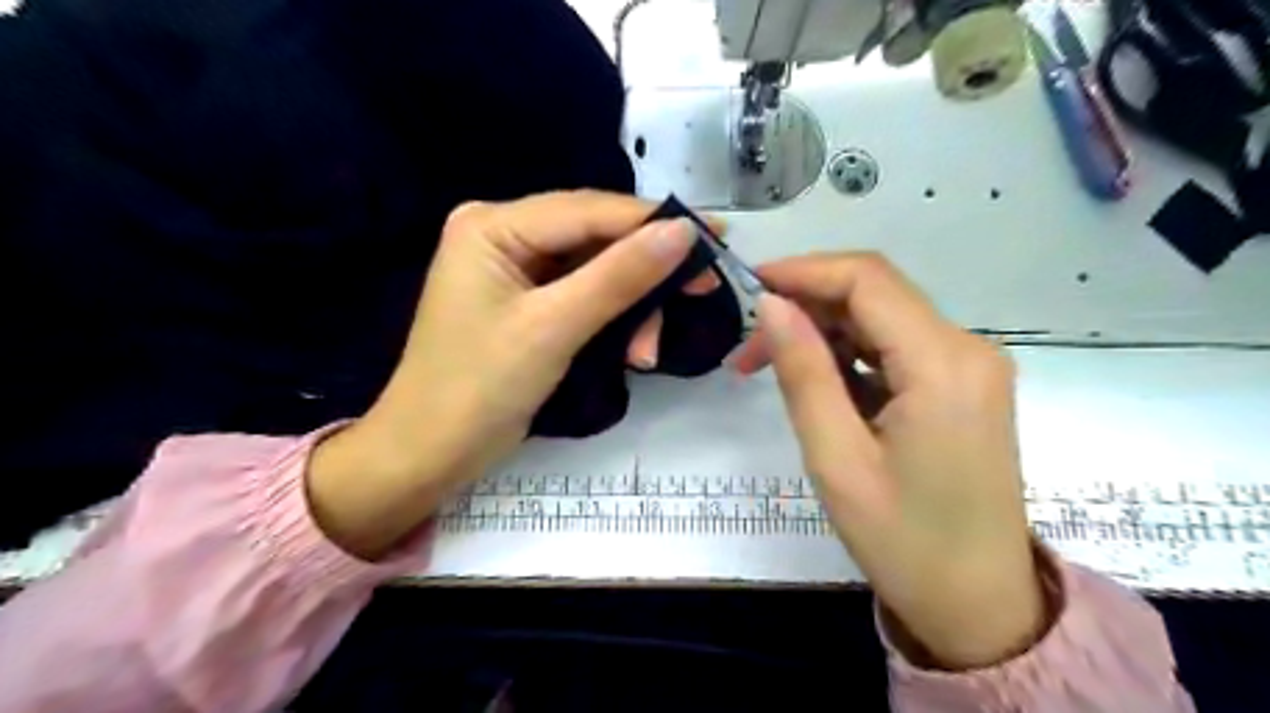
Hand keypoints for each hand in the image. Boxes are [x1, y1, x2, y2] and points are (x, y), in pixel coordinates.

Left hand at [309, 193, 704, 560]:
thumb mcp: (554, 328)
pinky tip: (632, 350)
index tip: (714, 239)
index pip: (589, 210)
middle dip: (644, 276)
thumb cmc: (479, 389)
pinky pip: (585, 296)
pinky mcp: (528, 303)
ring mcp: (516, 270)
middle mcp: (504, 234)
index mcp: (494, 225)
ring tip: (647, 353)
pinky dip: (613, 321)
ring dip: (632, 308)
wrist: (431, 455)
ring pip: (597, 271)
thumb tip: (683, 232)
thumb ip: (619, 276)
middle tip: (699, 296)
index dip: (655, 223)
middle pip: (596, 238)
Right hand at [729, 254, 1047, 667]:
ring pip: (881, 317)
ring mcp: (969, 366)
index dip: (803, 271)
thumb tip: (772, 305)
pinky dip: (848, 353)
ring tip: (768, 366)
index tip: (748, 286)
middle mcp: (967, 349)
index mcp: (944, 364)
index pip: (867, 280)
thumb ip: (804, 372)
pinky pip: (895, 347)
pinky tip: (816, 381)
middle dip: (806, 305)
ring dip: (823, 331)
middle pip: (875, 293)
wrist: (979, 606)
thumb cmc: (903, 542)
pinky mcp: (960, 385)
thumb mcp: (837, 458)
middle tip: (749, 347)